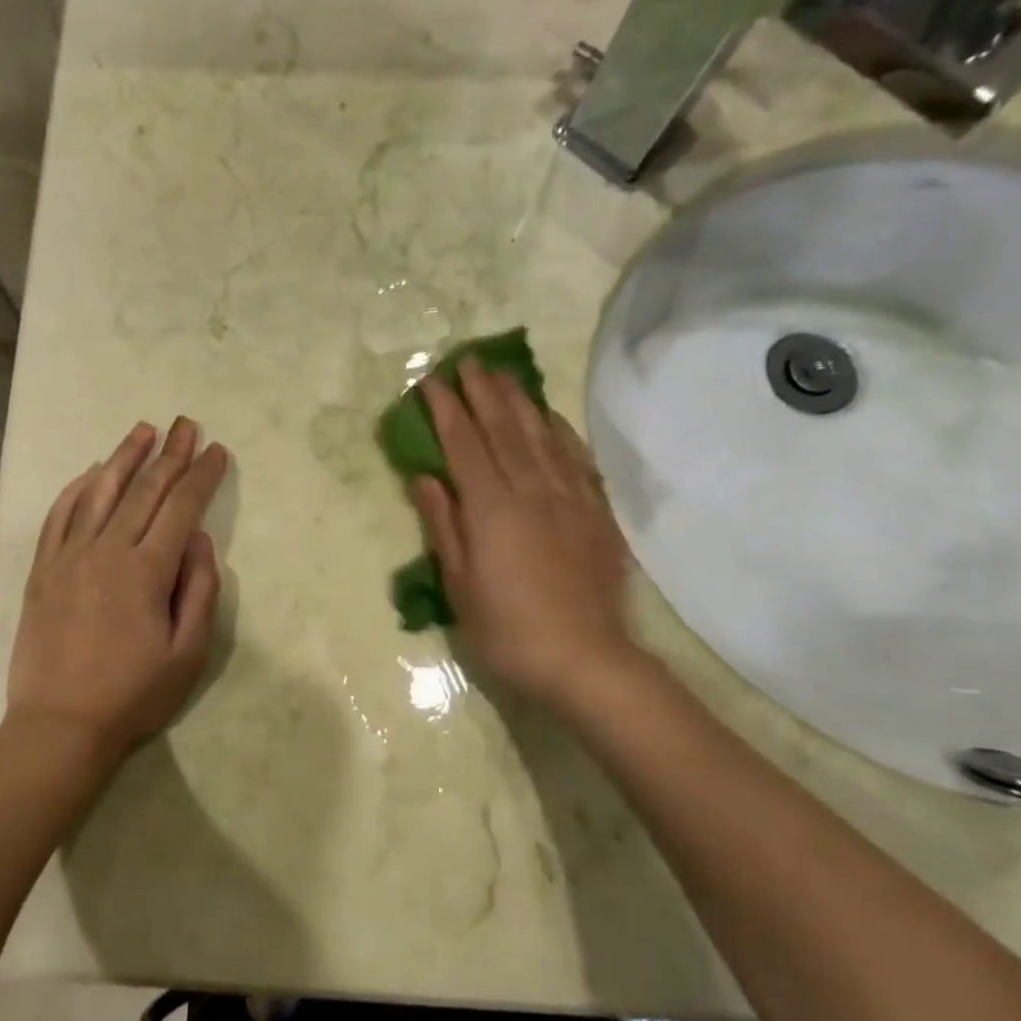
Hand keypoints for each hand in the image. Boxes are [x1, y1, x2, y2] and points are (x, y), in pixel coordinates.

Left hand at [7, 417, 228, 770]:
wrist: (59, 726)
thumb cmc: (133, 695)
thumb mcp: (188, 653)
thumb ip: (199, 591)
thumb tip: (201, 540)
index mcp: (146, 571)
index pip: (181, 508)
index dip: (202, 476)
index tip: (217, 451)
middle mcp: (106, 552)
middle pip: (143, 491)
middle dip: (169, 454)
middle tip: (186, 424)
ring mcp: (68, 558)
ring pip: (98, 493)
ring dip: (123, 458)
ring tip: (142, 430)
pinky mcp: (42, 571)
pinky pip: (59, 517)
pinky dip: (76, 489)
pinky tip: (90, 473)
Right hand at [409, 358, 648, 714]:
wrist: (585, 659)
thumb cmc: (507, 630)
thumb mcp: (459, 584)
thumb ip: (443, 525)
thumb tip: (424, 478)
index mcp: (490, 508)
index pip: (463, 444)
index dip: (446, 410)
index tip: (431, 381)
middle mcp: (531, 490)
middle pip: (503, 429)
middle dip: (482, 392)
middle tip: (466, 361)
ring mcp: (568, 498)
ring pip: (541, 436)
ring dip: (519, 400)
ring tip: (503, 374)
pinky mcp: (595, 513)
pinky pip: (576, 458)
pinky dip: (559, 430)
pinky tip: (550, 417)